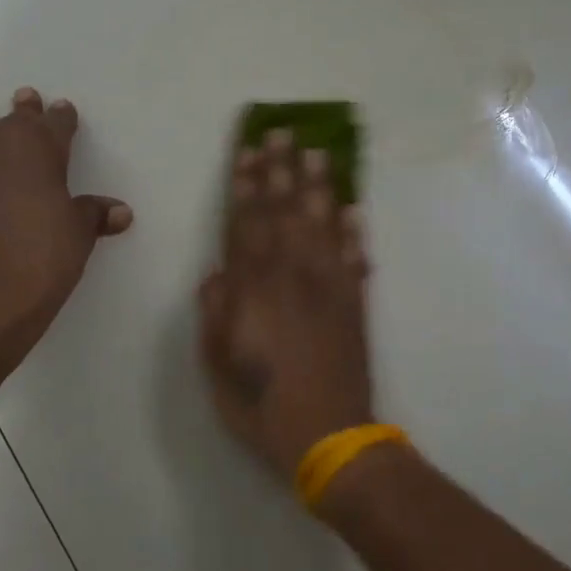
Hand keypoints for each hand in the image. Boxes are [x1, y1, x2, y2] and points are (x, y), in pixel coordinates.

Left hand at [0, 88, 132, 372]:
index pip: (54, 122)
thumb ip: (94, 215)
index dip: (61, 117)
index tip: (64, 110)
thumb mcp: (78, 236)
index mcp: (36, 148)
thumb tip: (120, 211)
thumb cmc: (41, 258)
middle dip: (22, 112)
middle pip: (10, 121)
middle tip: (25, 99)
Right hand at [198, 129, 374, 479]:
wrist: (330, 437)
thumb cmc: (262, 406)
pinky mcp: (355, 305)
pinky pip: (355, 259)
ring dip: (320, 187)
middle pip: (286, 213)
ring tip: (318, 152)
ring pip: (323, 226)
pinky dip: (355, 233)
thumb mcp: (217, 367)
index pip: (247, 226)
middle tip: (282, 133)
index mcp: (255, 291)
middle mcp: (293, 278)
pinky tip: (354, 210)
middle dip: (281, 170)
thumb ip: (214, 315)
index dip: (246, 187)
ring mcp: (329, 288)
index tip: (248, 152)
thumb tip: (217, 274)